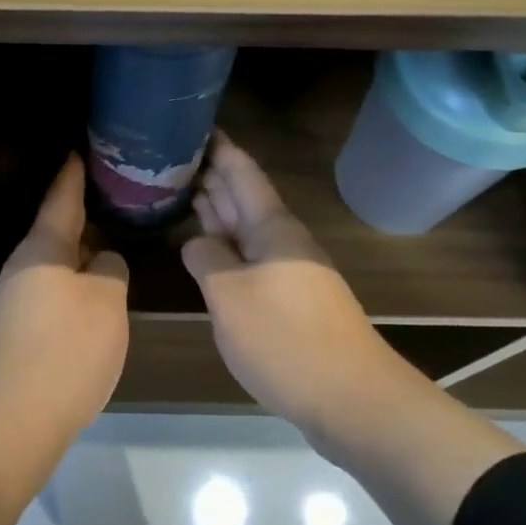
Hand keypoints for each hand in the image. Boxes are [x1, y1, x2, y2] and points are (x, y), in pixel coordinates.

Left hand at [0, 154, 130, 447]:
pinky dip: (78, 284)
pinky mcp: (22, 331)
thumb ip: (110, 271)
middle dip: (85, 213)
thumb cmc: (65, 350)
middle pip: (58, 230)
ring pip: (58, 263)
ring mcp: (19, 300)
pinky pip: (56, 292)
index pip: (62, 196)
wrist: (14, 422)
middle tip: (117, 196)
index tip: (81, 147)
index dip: (74, 172)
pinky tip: (98, 293)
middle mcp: (25, 266)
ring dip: (83, 253)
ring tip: (115, 240)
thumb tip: (102, 263)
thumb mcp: (105, 302)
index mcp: (43, 247)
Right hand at [181, 133, 390, 437]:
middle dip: (212, 176)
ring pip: (246, 228)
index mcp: (272, 227)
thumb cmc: (285, 339)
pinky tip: (207, 250)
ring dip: (217, 210)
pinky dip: (226, 246)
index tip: (194, 124)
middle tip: (173, 157)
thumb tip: (196, 242)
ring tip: (182, 191)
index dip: (220, 147)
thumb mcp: (229, 296)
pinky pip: (250, 257)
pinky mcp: (290, 300)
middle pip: (243, 197)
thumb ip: (207, 259)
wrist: (352, 400)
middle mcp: (282, 240)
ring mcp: (288, 270)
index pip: (242, 172)